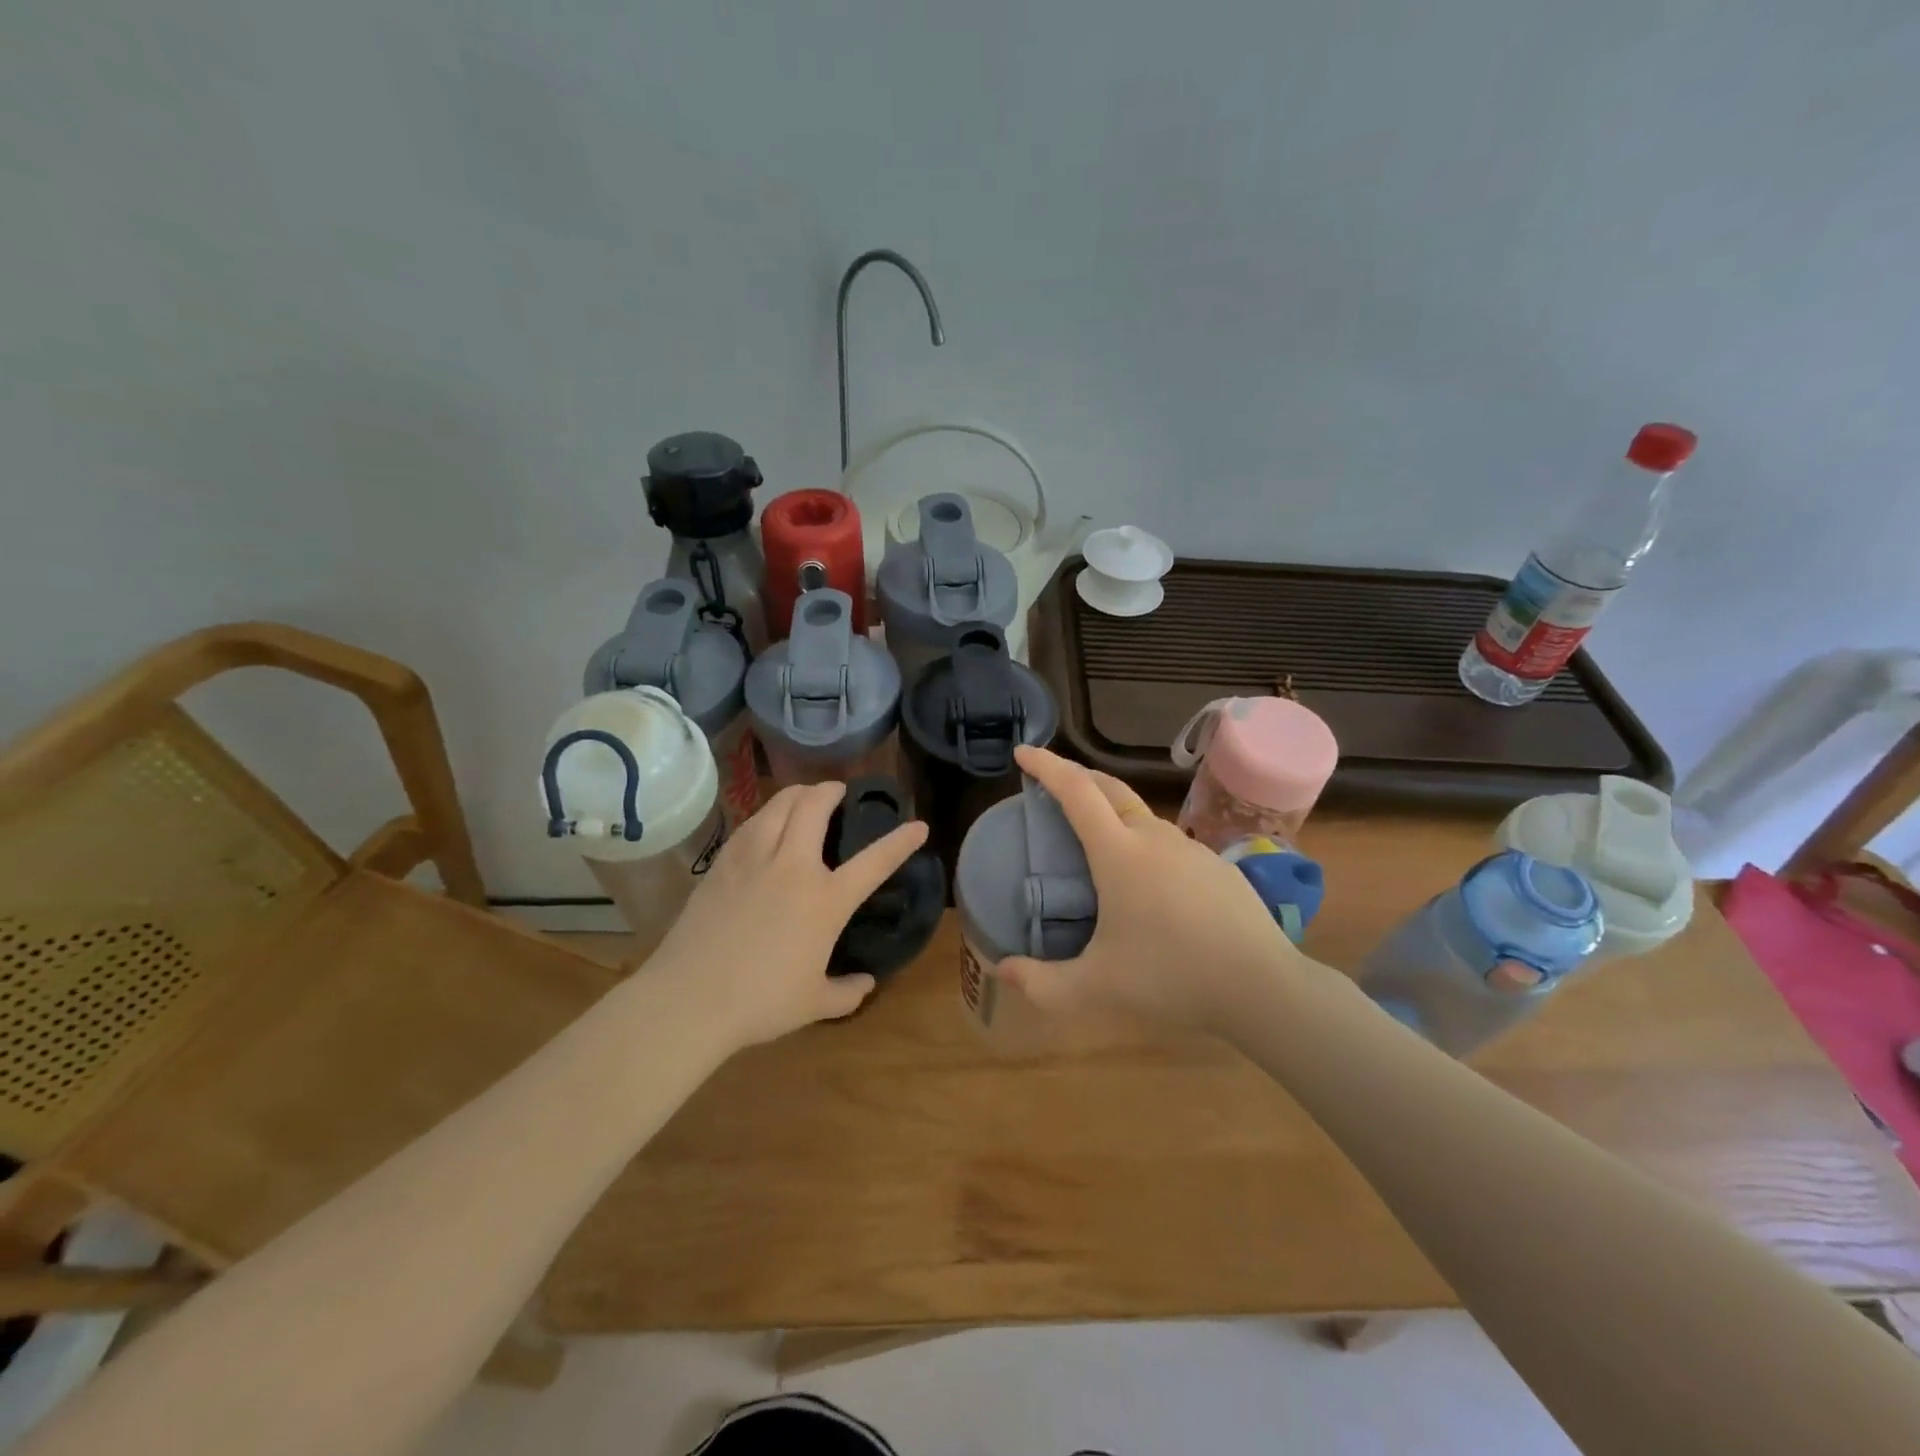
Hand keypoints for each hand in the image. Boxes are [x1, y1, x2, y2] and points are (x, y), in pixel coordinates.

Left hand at [648, 781, 929, 1050]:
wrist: (690, 998)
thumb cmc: (760, 1003)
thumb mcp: (814, 1004)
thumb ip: (847, 992)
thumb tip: (865, 984)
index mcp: (825, 900)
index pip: (875, 861)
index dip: (901, 841)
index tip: (918, 825)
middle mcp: (793, 866)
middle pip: (815, 806)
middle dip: (832, 790)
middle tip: (839, 792)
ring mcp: (754, 858)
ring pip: (779, 803)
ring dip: (798, 793)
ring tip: (804, 798)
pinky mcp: (723, 862)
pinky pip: (751, 822)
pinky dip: (767, 814)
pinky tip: (766, 824)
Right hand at [996, 746, 1304, 1036]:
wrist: (1262, 987)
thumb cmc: (1171, 978)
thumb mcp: (1095, 988)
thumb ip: (1041, 983)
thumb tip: (1003, 970)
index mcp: (1118, 853)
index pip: (1075, 791)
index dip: (1046, 766)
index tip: (1023, 753)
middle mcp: (1154, 838)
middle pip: (1110, 788)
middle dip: (1076, 775)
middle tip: (1052, 783)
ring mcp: (1191, 849)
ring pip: (1142, 815)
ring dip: (1111, 811)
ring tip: (1095, 838)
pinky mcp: (1217, 867)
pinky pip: (1168, 842)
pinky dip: (1143, 841)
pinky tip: (1147, 880)